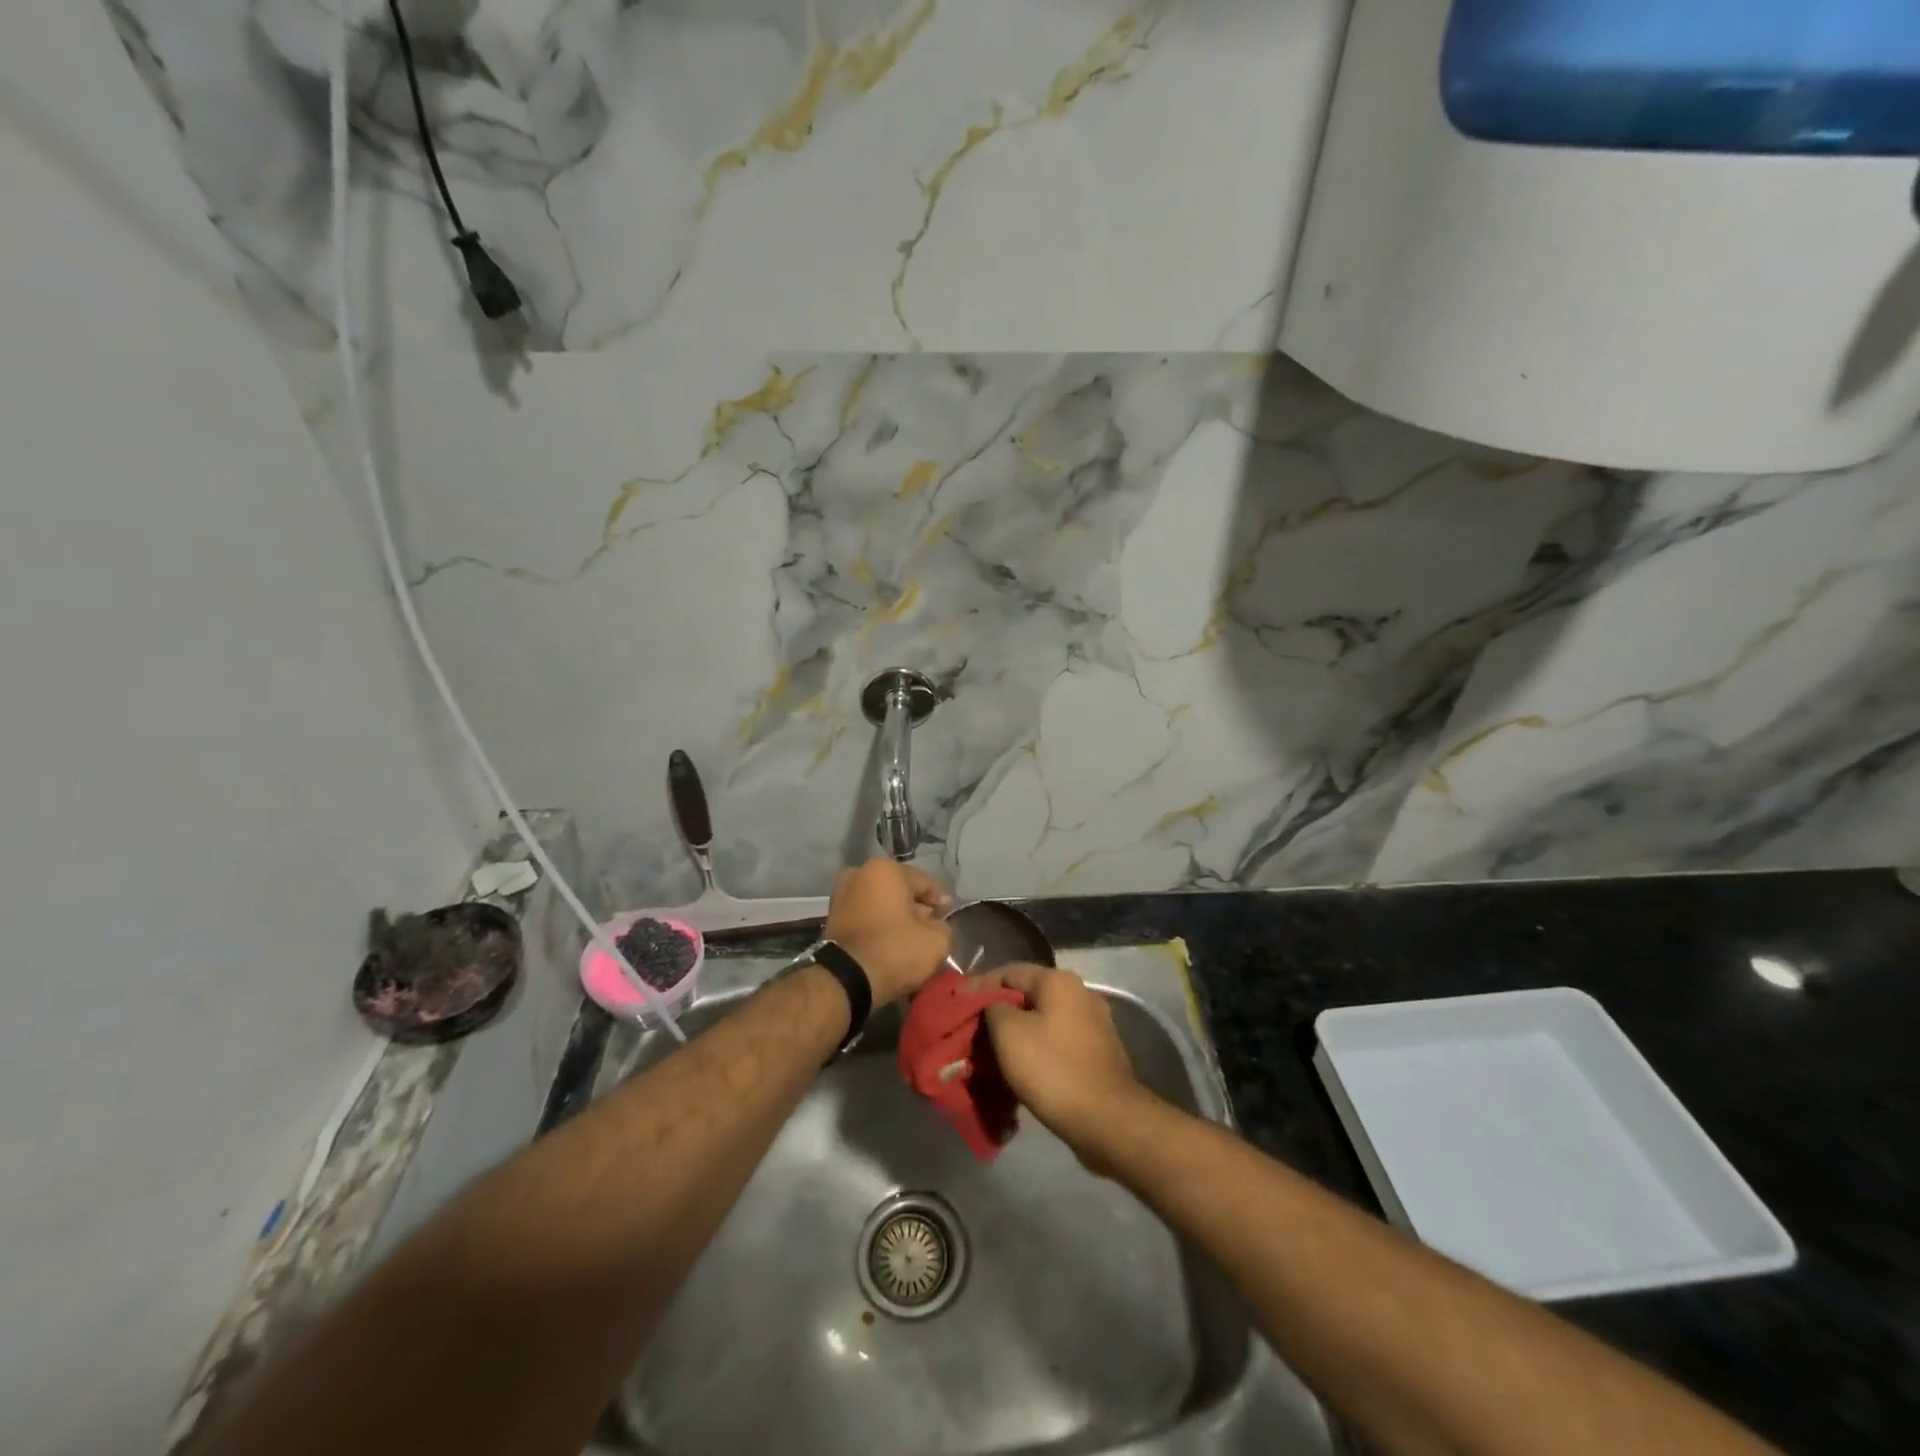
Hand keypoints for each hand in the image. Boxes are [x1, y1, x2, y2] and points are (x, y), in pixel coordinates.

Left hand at [824, 859, 952, 1006]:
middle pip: (901, 891)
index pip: (926, 883)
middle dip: (916, 909)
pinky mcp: (831, 917)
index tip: (947, 921)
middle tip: (929, 932)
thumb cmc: (895, 950)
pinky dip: (877, 926)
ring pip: (881, 903)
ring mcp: (841, 894)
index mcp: (886, 869)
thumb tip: (935, 925)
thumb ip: (943, 926)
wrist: (846, 979)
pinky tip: (888, 945)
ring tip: (908, 941)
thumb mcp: (936, 940)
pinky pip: (865, 916)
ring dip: (895, 918)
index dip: (940, 903)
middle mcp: (860, 873)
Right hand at [983, 964, 1151, 1156]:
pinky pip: (1057, 1043)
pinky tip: (1021, 1071)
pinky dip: (1037, 1052)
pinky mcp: (1097, 1053)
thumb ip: (992, 1008)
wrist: (1108, 1119)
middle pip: (1027, 997)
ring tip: (991, 1056)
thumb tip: (993, 1007)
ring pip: (1042, 1022)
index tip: (956, 1007)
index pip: (1008, 971)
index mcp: (1059, 981)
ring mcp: (1093, 1024)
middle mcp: (1080, 993)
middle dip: (998, 1014)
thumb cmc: (1053, 1069)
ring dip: (1017, 1035)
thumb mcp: (1008, 1033)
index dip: (978, 987)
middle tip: (971, 1034)